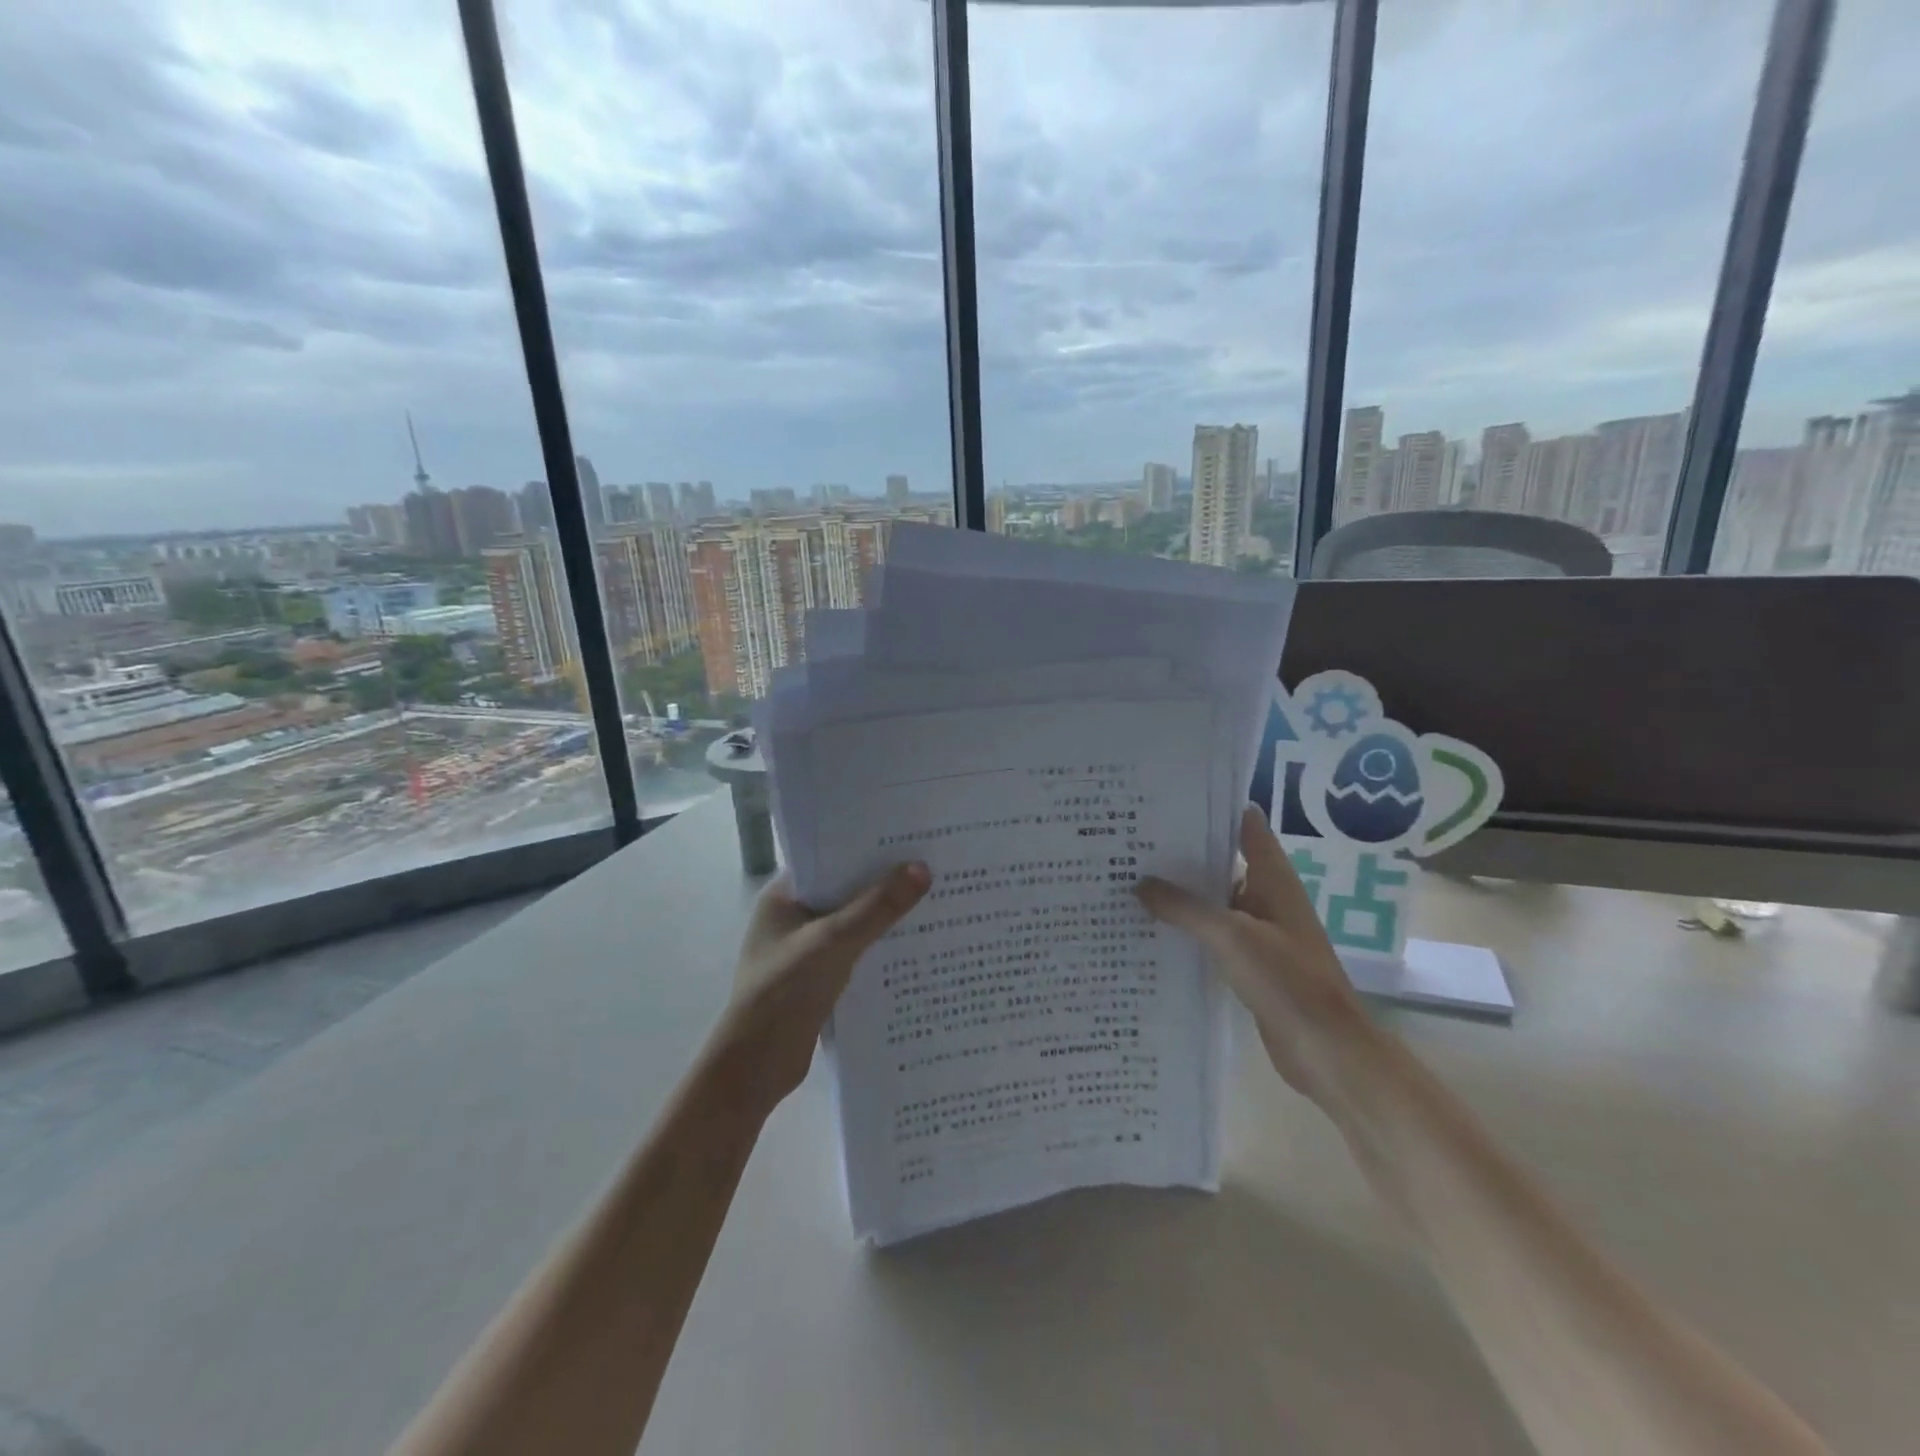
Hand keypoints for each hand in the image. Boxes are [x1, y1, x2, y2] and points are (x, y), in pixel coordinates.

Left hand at [715, 863, 931, 1114]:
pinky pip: (857, 950)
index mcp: (784, 896)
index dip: (867, 845)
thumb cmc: (783, 993)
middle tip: (934, 862)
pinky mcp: (820, 977)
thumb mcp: (833, 943)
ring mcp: (806, 948)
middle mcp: (794, 916)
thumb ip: (877, 907)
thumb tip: (922, 868)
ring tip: (936, 897)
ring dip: (886, 915)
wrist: (754, 1069)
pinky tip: (917, 943)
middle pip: (846, 889)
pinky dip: (881, 946)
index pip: (829, 856)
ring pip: (854, 921)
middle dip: (884, 880)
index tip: (909, 835)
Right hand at [1136, 806, 1377, 1106]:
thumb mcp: (1230, 936)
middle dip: (1181, 852)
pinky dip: (1186, 928)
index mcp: (1272, 878)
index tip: (1168, 799)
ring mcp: (1259, 931)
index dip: (1212, 807)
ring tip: (1129, 878)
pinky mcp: (1249, 963)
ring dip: (1180, 892)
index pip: (1243, 825)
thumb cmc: (1287, 981)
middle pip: (1221, 861)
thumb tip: (1139, 883)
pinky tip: (1150, 928)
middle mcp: (1266, 897)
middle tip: (1131, 839)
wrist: (1326, 1050)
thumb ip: (1184, 908)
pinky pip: (1212, 935)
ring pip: (1213, 900)